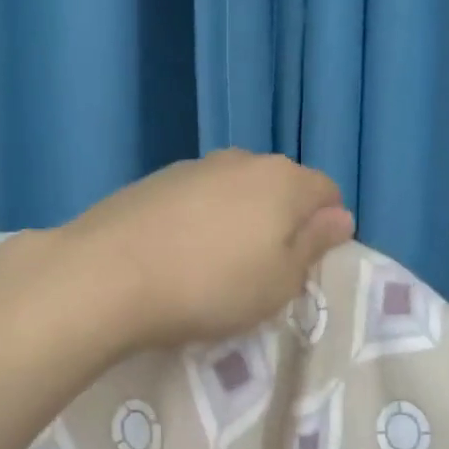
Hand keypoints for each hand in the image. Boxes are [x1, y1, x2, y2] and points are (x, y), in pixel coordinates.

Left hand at [63, 151, 355, 348]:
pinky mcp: (154, 180)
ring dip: (238, 219)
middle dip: (281, 222)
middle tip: (261, 270)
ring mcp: (194, 166)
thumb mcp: (279, 282)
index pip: (328, 192)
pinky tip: (178, 253)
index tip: (303, 266)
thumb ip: (314, 245)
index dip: (325, 228)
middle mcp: (242, 160)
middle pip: (280, 187)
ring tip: (214, 264)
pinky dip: (199, 219)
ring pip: (235, 190)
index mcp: (284, 181)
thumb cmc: (211, 287)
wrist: (108, 275)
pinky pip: (196, 197)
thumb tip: (340, 217)